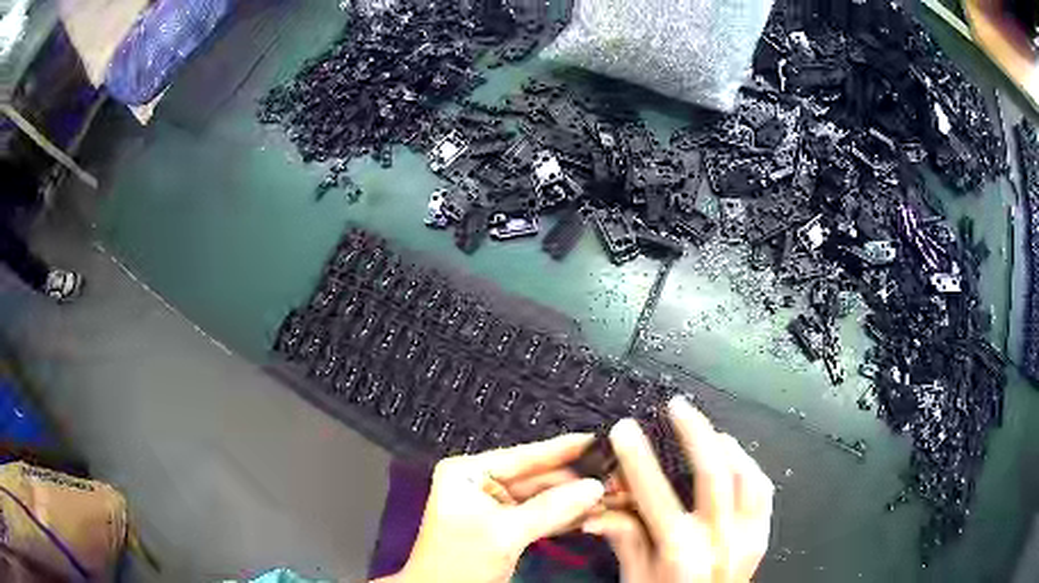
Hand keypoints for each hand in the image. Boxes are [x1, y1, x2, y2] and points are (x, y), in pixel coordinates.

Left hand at [381, 434, 605, 582]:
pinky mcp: (505, 526)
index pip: (523, 456)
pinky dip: (564, 517)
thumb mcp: (503, 534)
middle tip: (615, 474)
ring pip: (542, 497)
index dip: (563, 449)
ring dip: (574, 500)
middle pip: (537, 477)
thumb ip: (550, 509)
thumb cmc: (459, 562)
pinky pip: (540, 515)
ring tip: (613, 492)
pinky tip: (592, 513)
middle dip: (576, 480)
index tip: (599, 440)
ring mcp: (493, 506)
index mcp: (467, 473)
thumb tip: (594, 486)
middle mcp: (480, 483)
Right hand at [582, 397, 773, 582]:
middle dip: (694, 432)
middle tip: (677, 407)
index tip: (624, 429)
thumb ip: (624, 538)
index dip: (637, 458)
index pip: (656, 496)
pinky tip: (734, 456)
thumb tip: (600, 507)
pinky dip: (749, 465)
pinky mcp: (761, 537)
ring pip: (746, 475)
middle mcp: (720, 541)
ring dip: (726, 445)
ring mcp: (747, 537)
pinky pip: (763, 491)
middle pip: (713, 473)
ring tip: (707, 429)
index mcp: (681, 555)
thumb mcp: (635, 579)